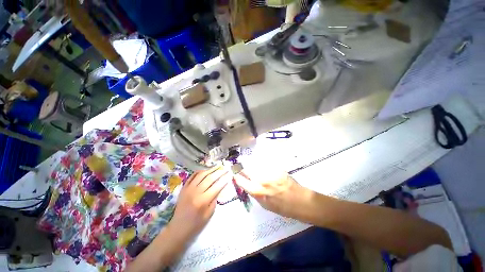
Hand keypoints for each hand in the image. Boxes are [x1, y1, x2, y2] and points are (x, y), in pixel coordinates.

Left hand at [168, 167, 228, 242]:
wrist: (178, 228)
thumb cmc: (196, 224)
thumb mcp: (209, 214)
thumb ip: (215, 199)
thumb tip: (220, 187)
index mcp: (203, 201)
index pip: (216, 187)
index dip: (224, 180)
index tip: (229, 175)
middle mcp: (195, 192)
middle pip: (209, 178)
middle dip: (219, 172)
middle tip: (225, 168)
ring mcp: (188, 189)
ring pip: (201, 175)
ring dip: (210, 169)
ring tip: (217, 166)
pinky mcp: (184, 188)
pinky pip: (192, 176)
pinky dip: (199, 172)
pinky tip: (205, 170)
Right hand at [234, 170, 312, 219]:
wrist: (300, 200)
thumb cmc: (283, 207)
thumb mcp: (265, 206)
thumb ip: (254, 194)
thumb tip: (247, 185)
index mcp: (258, 191)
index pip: (241, 180)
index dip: (236, 176)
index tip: (234, 174)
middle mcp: (262, 179)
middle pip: (247, 169)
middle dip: (242, 167)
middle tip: (240, 167)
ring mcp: (270, 172)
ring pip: (255, 164)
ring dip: (250, 164)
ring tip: (249, 164)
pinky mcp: (276, 167)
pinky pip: (265, 163)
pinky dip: (260, 163)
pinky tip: (260, 164)